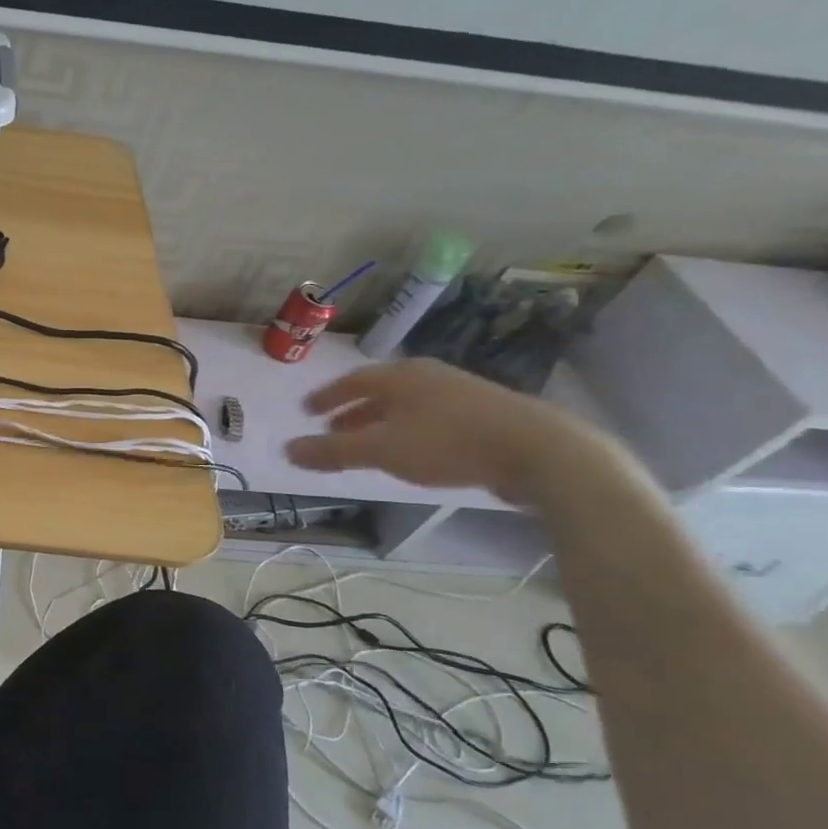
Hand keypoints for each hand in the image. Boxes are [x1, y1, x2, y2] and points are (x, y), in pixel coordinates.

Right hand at [284, 358, 603, 505]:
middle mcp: (428, 376)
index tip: (307, 411)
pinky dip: (412, 430)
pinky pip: (434, 417)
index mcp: (400, 376)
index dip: (326, 397)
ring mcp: (462, 392)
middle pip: (380, 392)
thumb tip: (286, 450)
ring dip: (383, 422)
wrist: (541, 452)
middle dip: (353, 411)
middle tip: (333, 430)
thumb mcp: (381, 450)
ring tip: (371, 444)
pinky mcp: (488, 414)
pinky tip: (416, 450)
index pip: (351, 381)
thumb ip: (332, 452)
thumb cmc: (448, 443)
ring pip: (409, 405)